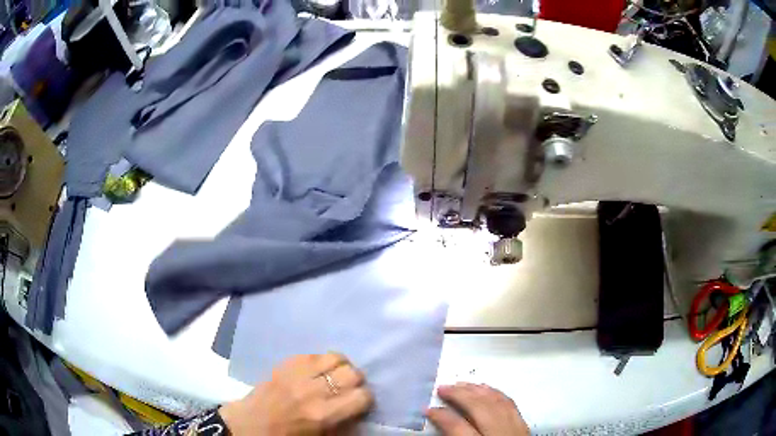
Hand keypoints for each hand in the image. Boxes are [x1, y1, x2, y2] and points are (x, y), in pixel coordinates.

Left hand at [219, 353, 372, 434]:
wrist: (252, 423)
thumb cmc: (288, 435)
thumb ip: (344, 423)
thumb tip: (360, 408)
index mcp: (324, 415)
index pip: (362, 396)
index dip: (365, 399)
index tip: (359, 402)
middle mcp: (314, 391)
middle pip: (353, 373)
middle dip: (356, 381)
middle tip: (348, 388)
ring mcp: (298, 373)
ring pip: (336, 357)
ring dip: (341, 366)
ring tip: (335, 375)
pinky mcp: (286, 363)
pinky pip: (315, 353)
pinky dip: (322, 360)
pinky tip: (318, 369)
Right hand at [426, 383, 529, 435]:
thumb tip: (442, 427)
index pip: (457, 427)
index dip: (441, 416)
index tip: (428, 409)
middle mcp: (500, 434)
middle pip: (479, 407)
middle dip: (459, 395)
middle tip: (442, 387)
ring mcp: (515, 427)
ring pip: (496, 401)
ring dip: (477, 390)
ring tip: (460, 384)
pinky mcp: (524, 425)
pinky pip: (509, 403)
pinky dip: (495, 393)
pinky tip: (486, 389)